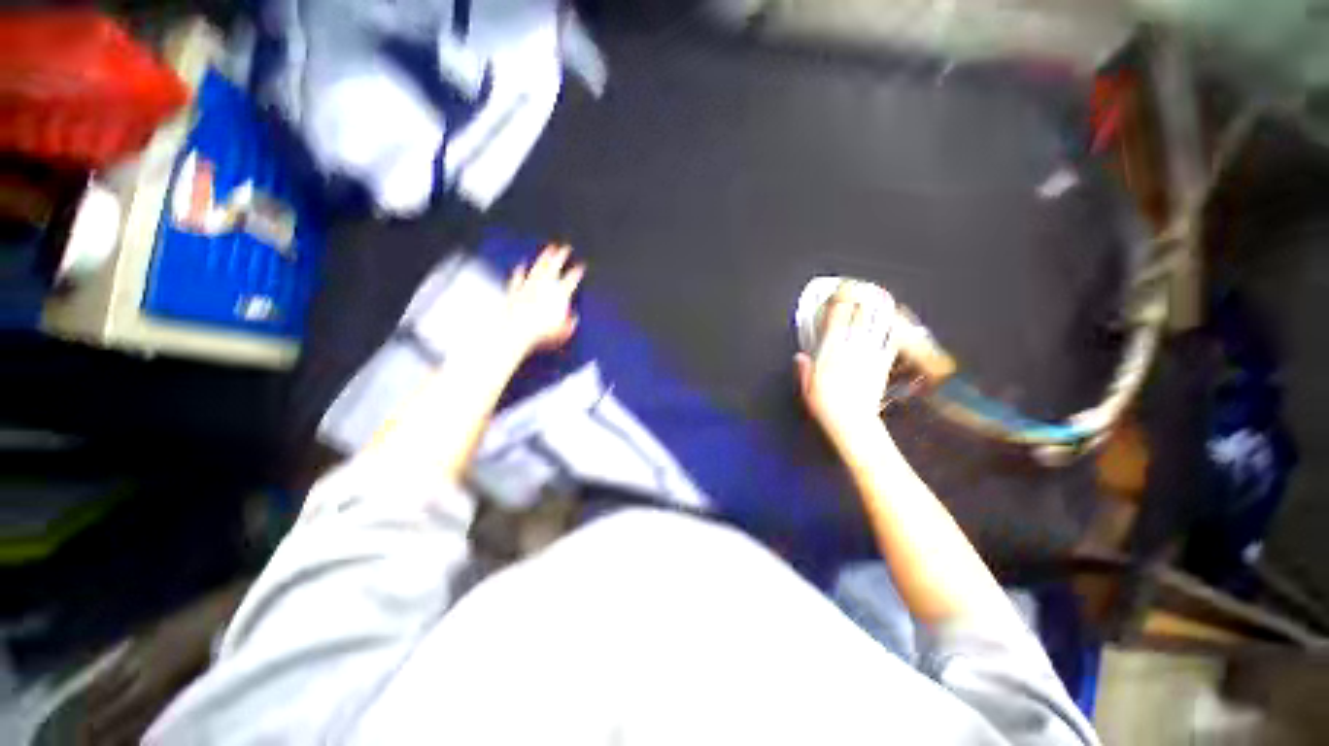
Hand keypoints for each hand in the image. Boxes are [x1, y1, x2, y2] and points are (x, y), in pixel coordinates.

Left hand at [504, 245, 584, 355]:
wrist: (516, 333)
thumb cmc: (541, 335)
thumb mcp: (563, 333)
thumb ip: (570, 323)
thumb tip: (573, 318)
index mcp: (559, 295)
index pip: (571, 279)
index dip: (577, 272)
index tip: (581, 266)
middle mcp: (543, 287)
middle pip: (554, 267)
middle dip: (561, 256)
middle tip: (565, 247)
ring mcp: (528, 287)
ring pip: (537, 268)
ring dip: (544, 257)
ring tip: (548, 249)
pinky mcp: (515, 292)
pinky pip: (518, 278)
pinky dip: (520, 271)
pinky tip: (521, 265)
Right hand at [795, 282, 899, 440]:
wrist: (853, 422)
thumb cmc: (827, 407)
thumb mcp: (806, 388)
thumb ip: (804, 369)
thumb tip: (800, 356)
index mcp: (830, 352)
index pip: (836, 320)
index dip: (837, 303)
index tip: (837, 293)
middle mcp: (851, 349)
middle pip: (858, 317)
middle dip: (858, 299)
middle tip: (858, 288)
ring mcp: (869, 355)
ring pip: (875, 325)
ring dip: (876, 310)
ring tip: (878, 297)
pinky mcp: (883, 365)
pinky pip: (890, 342)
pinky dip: (891, 330)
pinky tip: (892, 324)